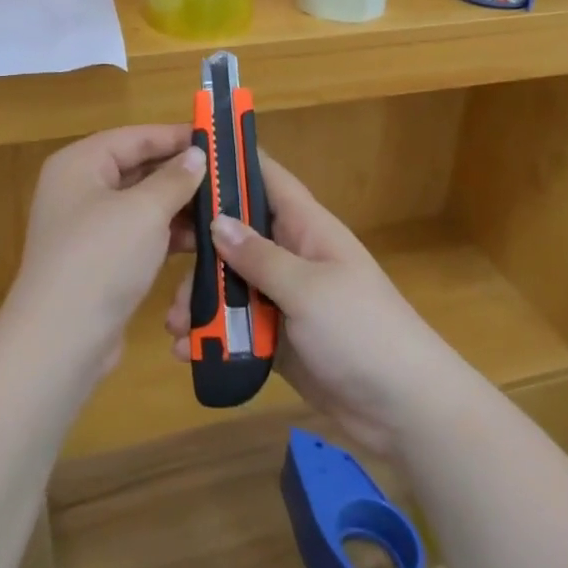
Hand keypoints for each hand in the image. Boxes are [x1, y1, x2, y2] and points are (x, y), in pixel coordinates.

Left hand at [5, 125, 205, 379]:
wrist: (60, 341)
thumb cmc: (101, 258)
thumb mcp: (144, 211)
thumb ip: (174, 179)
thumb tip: (196, 154)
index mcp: (80, 163)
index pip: (134, 137)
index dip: (175, 136)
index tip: (216, 138)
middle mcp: (79, 188)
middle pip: (136, 169)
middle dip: (180, 174)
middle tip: (225, 175)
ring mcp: (86, 227)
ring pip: (140, 204)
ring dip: (177, 207)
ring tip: (221, 208)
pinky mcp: (98, 261)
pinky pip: (137, 235)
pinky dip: (165, 235)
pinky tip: (200, 241)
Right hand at [163, 151, 459, 455]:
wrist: (406, 411)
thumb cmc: (362, 332)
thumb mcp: (307, 289)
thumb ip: (258, 256)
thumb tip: (216, 220)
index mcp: (306, 227)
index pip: (266, 177)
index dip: (231, 161)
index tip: (186, 156)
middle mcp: (292, 255)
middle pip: (237, 234)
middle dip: (199, 246)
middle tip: (161, 259)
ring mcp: (285, 298)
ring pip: (232, 283)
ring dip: (200, 299)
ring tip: (175, 325)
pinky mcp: (280, 338)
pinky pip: (238, 327)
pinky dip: (213, 335)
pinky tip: (186, 351)